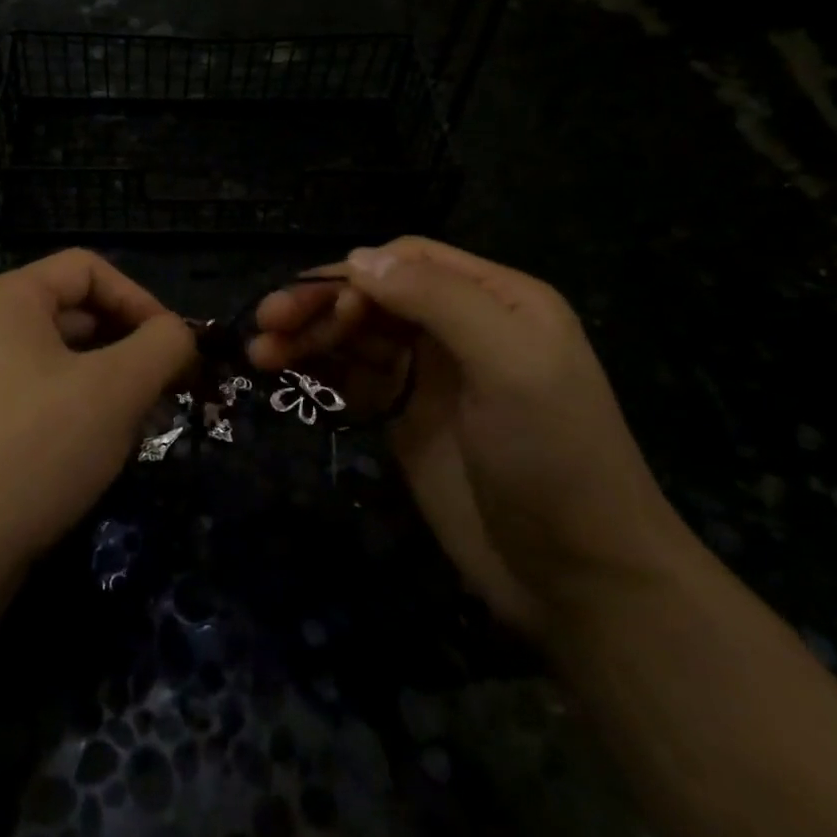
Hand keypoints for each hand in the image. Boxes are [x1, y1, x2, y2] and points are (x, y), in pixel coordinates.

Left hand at [0, 250, 194, 570]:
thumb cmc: (37, 448)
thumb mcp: (117, 388)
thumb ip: (163, 345)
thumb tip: (181, 335)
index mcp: (10, 298)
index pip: (90, 268)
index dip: (141, 300)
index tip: (177, 349)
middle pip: (80, 311)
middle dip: (133, 344)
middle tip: (172, 388)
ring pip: (69, 358)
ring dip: (116, 380)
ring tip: (147, 420)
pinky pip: (49, 394)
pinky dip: (87, 408)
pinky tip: (109, 445)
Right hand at [251, 237, 698, 637]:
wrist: (576, 577)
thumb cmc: (553, 456)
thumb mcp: (510, 364)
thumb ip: (438, 301)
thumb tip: (357, 258)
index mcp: (495, 300)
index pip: (410, 260)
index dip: (358, 274)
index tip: (318, 305)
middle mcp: (458, 327)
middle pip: (373, 296)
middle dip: (319, 303)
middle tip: (266, 323)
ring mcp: (428, 375)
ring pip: (355, 335)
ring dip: (307, 335)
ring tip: (260, 354)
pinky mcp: (404, 417)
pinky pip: (352, 377)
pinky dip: (317, 369)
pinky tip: (284, 372)